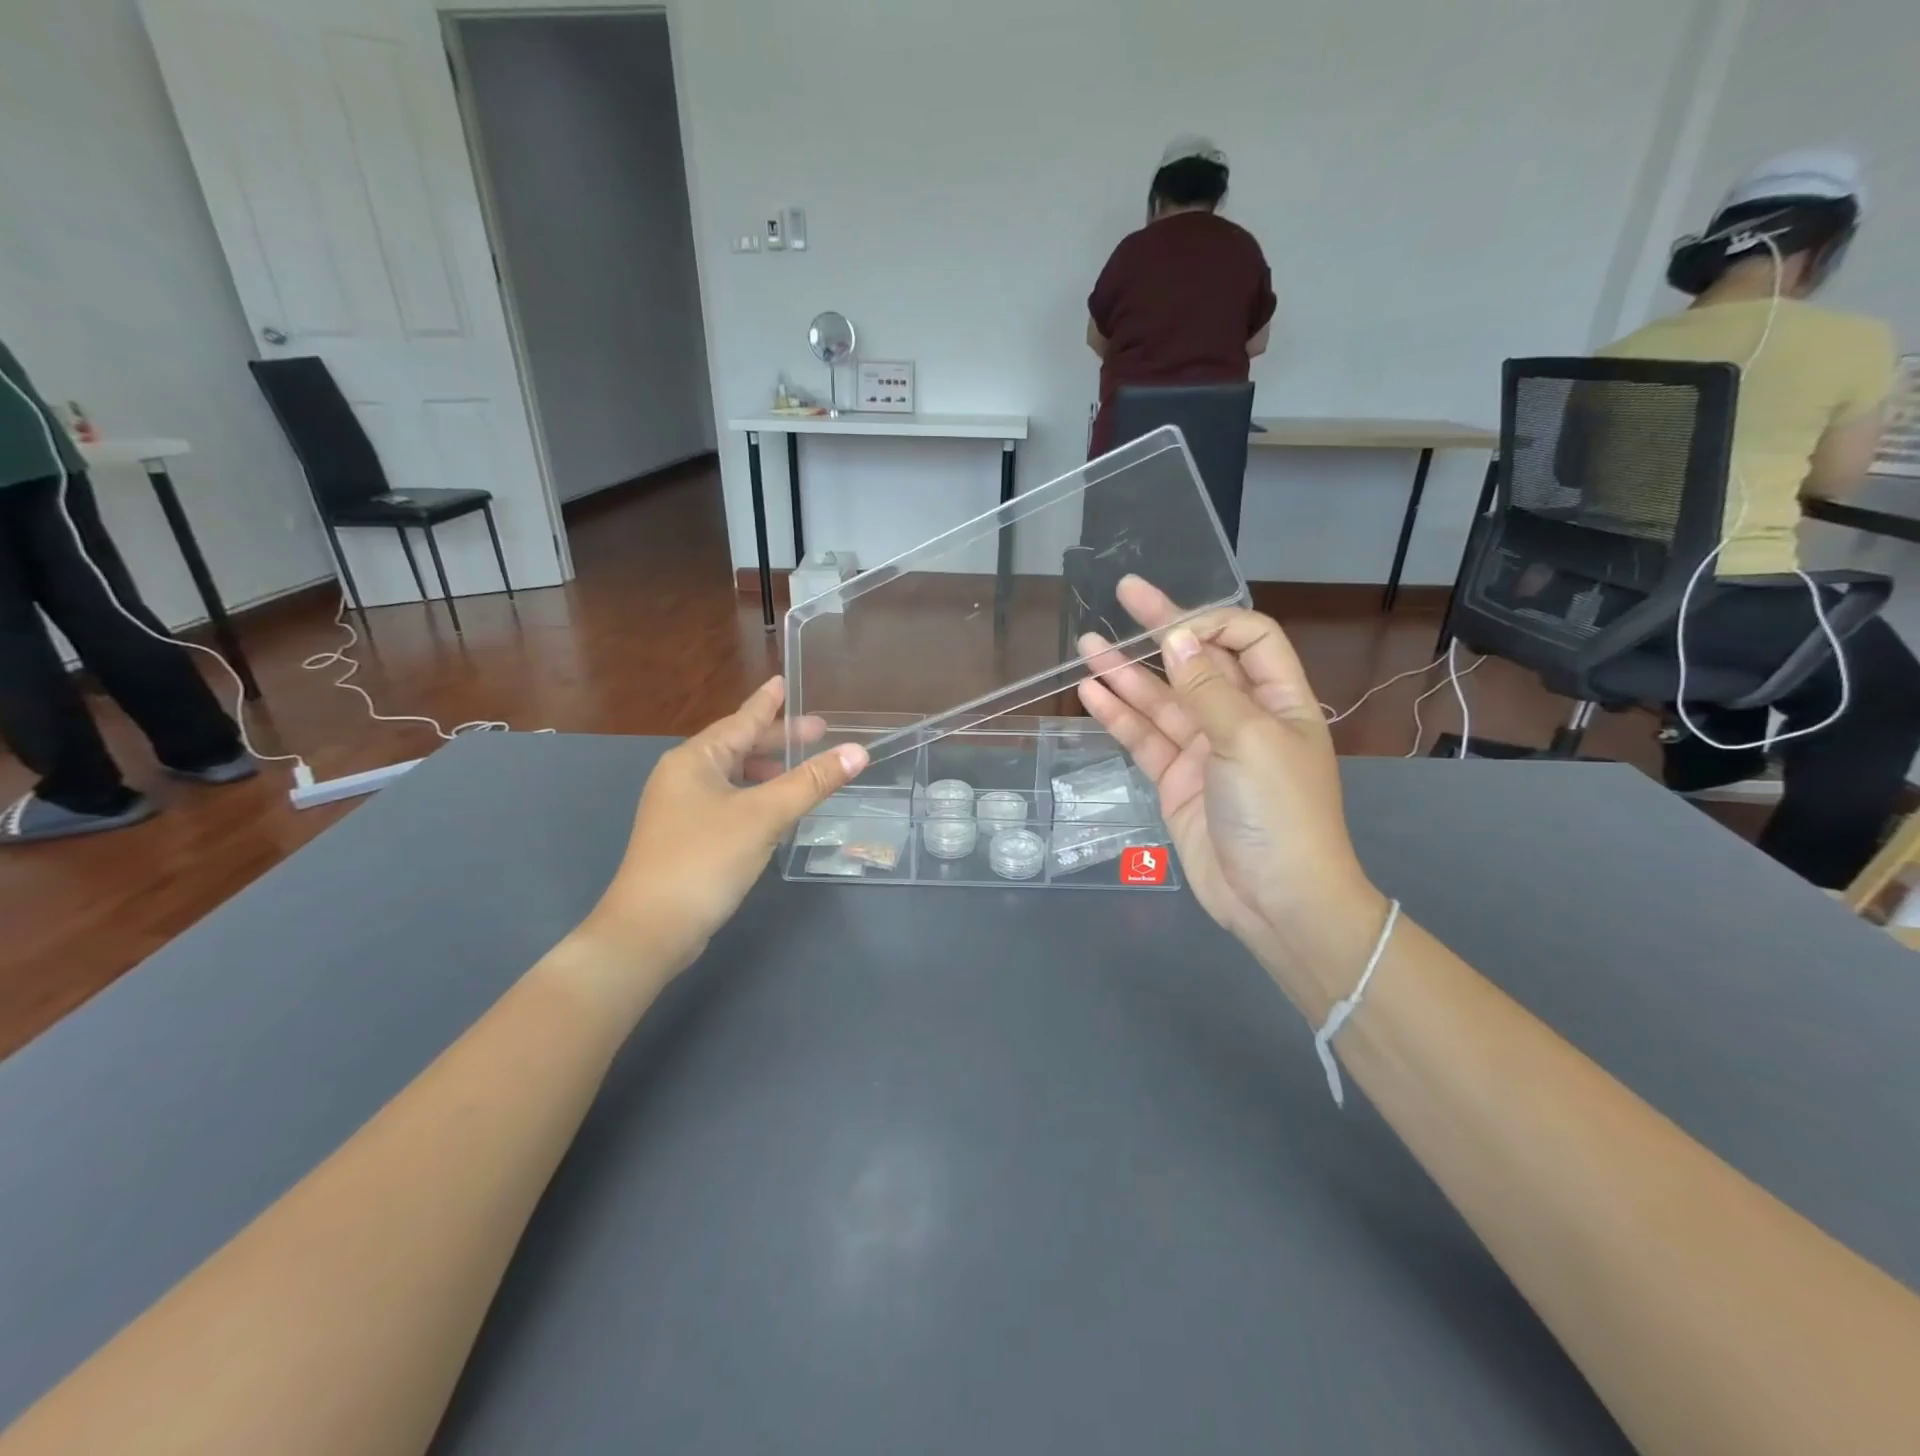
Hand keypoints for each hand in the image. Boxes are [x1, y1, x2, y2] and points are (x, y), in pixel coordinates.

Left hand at [577, 678, 866, 986]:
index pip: (740, 720)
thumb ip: (811, 782)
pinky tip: (774, 809)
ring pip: (732, 776)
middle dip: (776, 740)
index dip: (767, 703)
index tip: (784, 682)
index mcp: (695, 759)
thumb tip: (857, 751)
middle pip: (737, 746)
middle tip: (817, 732)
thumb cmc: (705, 859)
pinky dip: (754, 795)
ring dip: (766, 770)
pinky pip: (728, 800)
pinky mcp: (685, 837)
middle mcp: (683, 776)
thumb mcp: (764, 815)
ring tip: (800, 770)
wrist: (651, 928)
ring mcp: (680, 808)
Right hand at [1078, 578, 1386, 1008]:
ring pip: (1161, 700)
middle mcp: (1241, 718)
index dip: (1211, 622)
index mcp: (1279, 701)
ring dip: (1127, 673)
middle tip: (1123, 594)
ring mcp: (1205, 750)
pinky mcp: (1176, 781)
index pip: (1247, 640)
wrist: (1274, 899)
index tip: (1171, 621)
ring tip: (1087, 644)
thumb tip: (1178, 634)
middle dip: (1161, 629)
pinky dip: (1119, 717)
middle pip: (1197, 662)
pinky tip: (1091, 694)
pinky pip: (1144, 739)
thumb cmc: (1278, 811)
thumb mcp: (1248, 740)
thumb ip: (1207, 688)